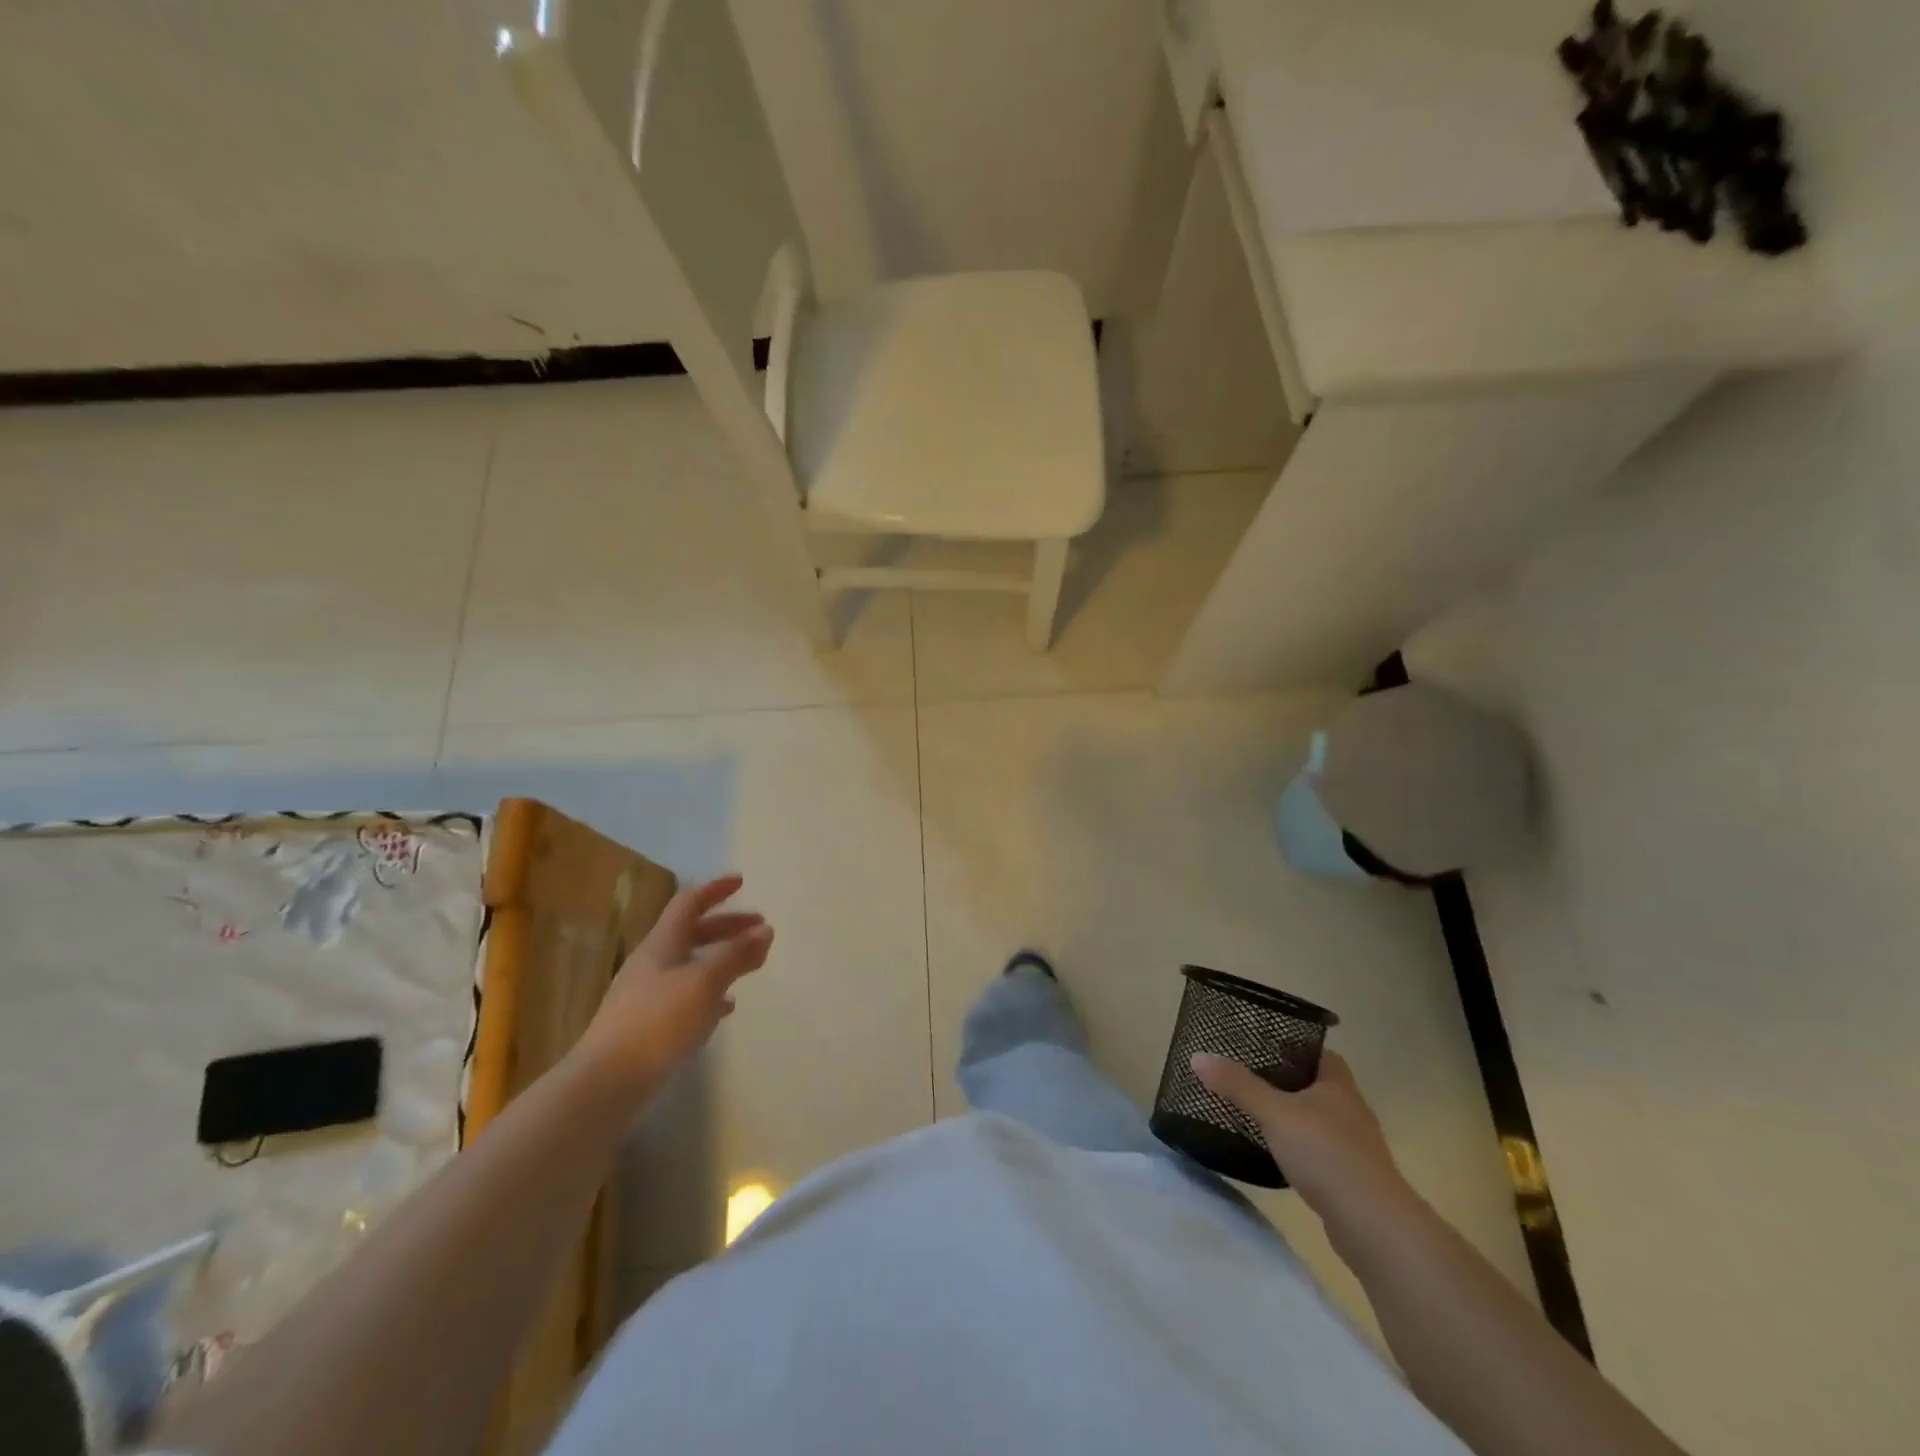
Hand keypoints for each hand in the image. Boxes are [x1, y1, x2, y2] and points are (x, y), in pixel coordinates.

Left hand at [574, 874, 773, 1102]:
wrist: (606, 1082)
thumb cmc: (658, 1022)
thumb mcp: (705, 982)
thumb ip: (736, 954)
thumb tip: (765, 929)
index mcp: (662, 943)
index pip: (689, 902)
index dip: (715, 889)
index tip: (741, 881)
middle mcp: (652, 962)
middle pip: (692, 932)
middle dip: (727, 927)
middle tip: (760, 929)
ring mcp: (647, 994)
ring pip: (691, 964)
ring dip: (721, 959)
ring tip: (750, 966)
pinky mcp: (648, 1025)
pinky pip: (686, 996)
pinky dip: (710, 992)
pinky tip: (725, 1007)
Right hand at [1192, 1051, 1414, 1224]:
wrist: (1374, 1227)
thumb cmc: (1327, 1154)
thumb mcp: (1274, 1113)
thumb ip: (1238, 1085)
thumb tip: (1198, 1056)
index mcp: (1338, 1084)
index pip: (1316, 1051)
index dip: (1290, 1045)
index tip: (1258, 1046)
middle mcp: (1350, 1109)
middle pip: (1314, 1084)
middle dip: (1283, 1081)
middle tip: (1244, 1077)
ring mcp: (1354, 1146)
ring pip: (1315, 1119)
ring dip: (1289, 1116)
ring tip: (1252, 1112)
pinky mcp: (1349, 1177)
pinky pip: (1317, 1150)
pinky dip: (1297, 1147)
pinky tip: (1273, 1152)